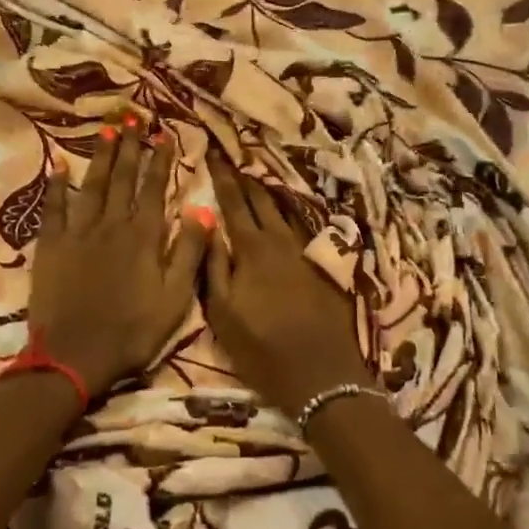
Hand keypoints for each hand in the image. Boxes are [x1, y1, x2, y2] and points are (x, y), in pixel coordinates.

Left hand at [28, 115, 209, 398]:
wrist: (74, 357)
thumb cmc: (132, 332)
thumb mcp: (176, 298)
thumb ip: (190, 251)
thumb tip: (202, 209)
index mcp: (144, 236)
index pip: (154, 187)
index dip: (160, 160)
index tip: (164, 134)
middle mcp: (112, 224)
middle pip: (122, 177)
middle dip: (130, 146)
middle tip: (133, 118)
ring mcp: (78, 233)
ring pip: (92, 185)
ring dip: (100, 156)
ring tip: (107, 131)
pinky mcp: (51, 246)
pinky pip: (54, 208)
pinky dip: (57, 186)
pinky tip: (58, 166)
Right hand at [203, 150, 370, 416]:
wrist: (323, 375)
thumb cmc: (263, 349)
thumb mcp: (223, 313)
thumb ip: (213, 265)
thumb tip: (206, 223)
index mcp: (252, 249)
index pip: (234, 202)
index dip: (222, 176)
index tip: (213, 152)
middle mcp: (280, 241)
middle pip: (261, 199)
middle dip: (244, 176)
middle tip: (233, 155)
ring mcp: (304, 251)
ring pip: (283, 209)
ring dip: (268, 190)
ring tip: (256, 173)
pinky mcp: (322, 265)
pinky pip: (301, 226)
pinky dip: (289, 211)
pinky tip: (286, 209)